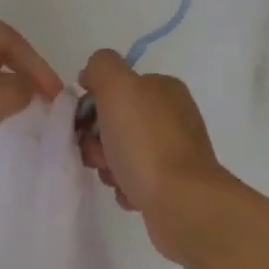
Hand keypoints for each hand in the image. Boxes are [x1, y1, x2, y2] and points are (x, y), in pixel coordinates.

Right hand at [77, 50, 230, 260]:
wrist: (182, 202)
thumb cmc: (146, 143)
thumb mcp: (119, 87)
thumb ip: (101, 67)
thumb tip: (91, 76)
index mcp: (163, 89)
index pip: (114, 88)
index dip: (92, 106)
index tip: (86, 125)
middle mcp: (171, 116)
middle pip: (114, 123)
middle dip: (98, 141)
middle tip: (102, 155)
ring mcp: (173, 151)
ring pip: (119, 153)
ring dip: (108, 167)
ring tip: (118, 177)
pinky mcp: (171, 183)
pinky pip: (133, 180)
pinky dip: (125, 187)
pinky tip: (132, 193)